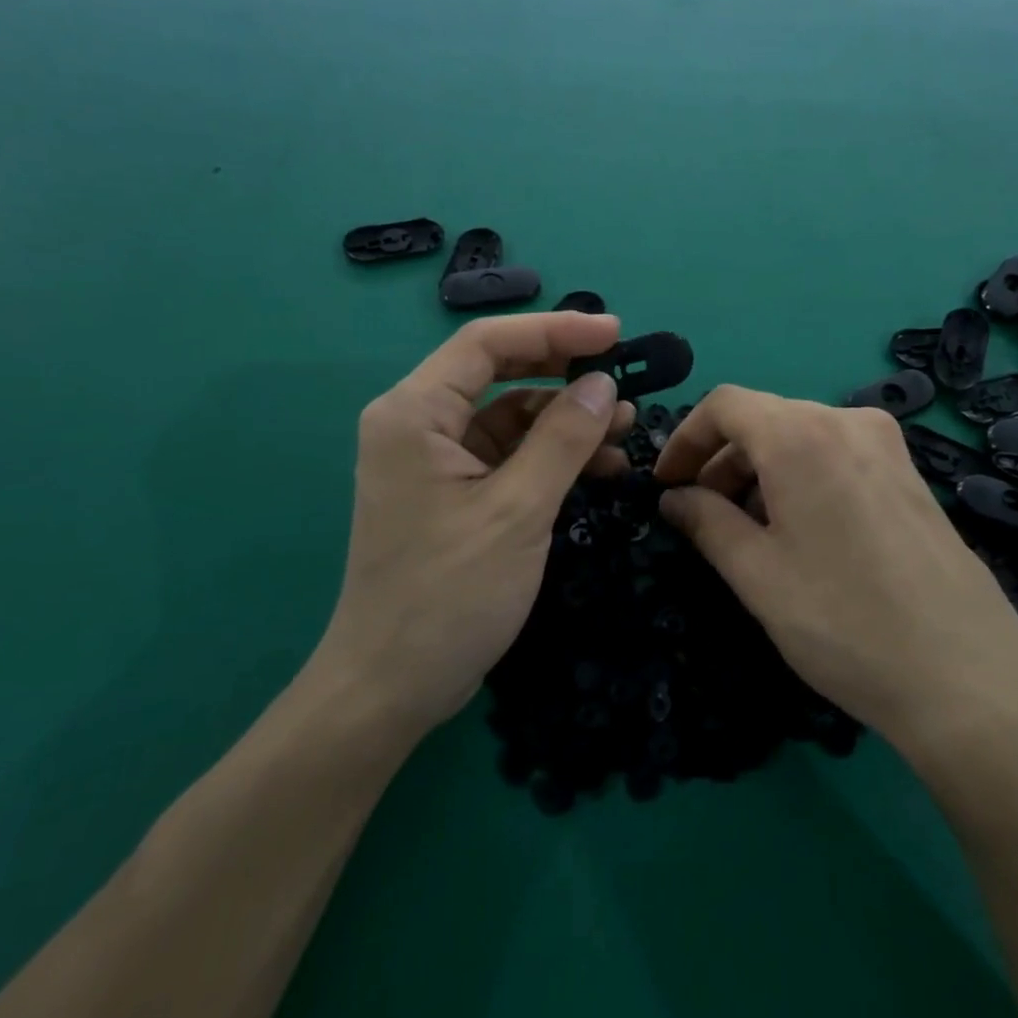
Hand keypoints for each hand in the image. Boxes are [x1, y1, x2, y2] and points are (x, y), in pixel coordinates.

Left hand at [316, 312, 633, 743]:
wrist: (392, 687)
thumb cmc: (448, 594)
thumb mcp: (517, 511)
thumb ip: (563, 439)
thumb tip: (603, 383)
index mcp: (415, 413)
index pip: (487, 343)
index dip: (554, 330)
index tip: (614, 334)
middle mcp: (419, 424)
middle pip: (500, 373)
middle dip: (564, 374)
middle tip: (624, 380)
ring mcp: (436, 460)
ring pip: (511, 416)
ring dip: (566, 421)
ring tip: (625, 432)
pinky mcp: (455, 492)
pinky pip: (510, 455)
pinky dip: (552, 456)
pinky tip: (600, 468)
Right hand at [654, 387, 1017, 765]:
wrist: (967, 677)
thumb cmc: (843, 622)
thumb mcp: (757, 574)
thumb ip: (706, 523)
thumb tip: (673, 498)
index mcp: (802, 435)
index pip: (725, 405)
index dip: (685, 439)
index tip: (665, 484)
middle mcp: (848, 421)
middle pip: (764, 419)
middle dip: (721, 460)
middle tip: (700, 514)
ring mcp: (887, 446)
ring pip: (801, 437)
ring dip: (760, 471)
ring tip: (747, 530)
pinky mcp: (910, 474)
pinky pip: (837, 455)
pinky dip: (800, 477)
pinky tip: (799, 531)